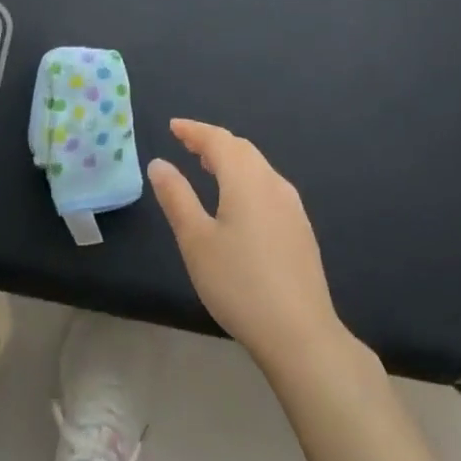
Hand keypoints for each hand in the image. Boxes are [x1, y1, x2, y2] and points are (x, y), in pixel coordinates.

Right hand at [150, 119, 346, 378]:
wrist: (300, 334)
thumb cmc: (239, 283)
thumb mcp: (196, 240)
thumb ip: (176, 197)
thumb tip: (159, 163)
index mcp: (246, 180)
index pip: (218, 140)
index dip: (194, 130)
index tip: (173, 127)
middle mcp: (273, 184)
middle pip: (242, 149)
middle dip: (213, 142)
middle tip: (187, 143)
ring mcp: (292, 207)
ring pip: (258, 168)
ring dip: (231, 160)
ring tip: (208, 166)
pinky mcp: (301, 230)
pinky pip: (268, 186)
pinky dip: (246, 179)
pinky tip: (238, 201)